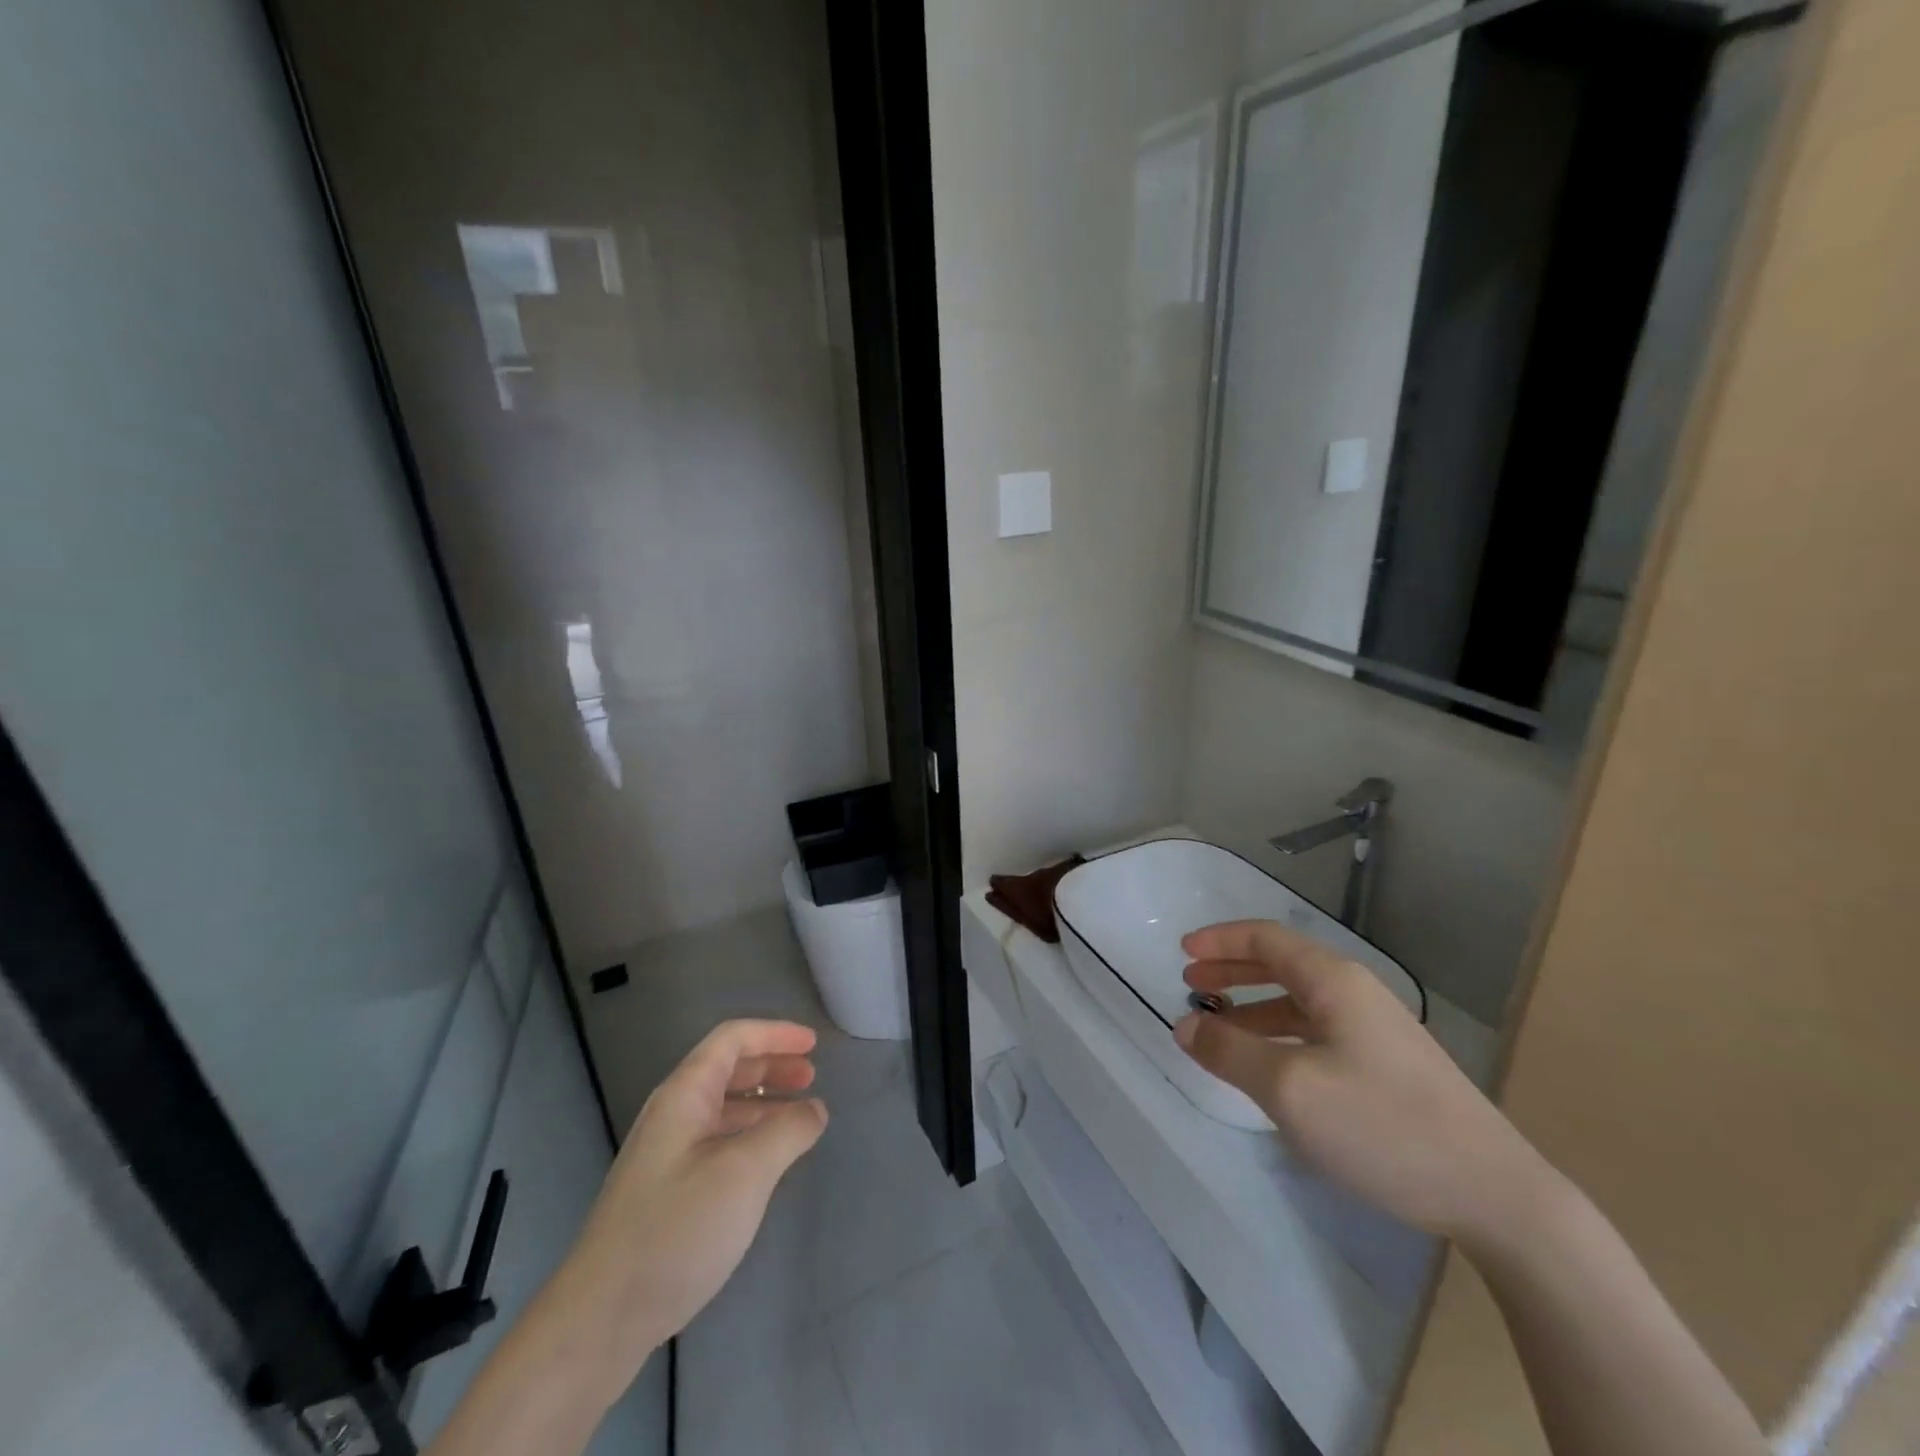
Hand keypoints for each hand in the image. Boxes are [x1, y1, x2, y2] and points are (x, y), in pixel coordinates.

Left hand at [548, 1020, 827, 1384]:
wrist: (601, 1320)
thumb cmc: (676, 1230)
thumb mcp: (745, 1173)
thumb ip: (787, 1131)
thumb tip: (814, 1109)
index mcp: (684, 1095)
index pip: (733, 1039)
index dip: (775, 1033)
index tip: (814, 1044)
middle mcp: (673, 1114)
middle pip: (728, 1068)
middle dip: (772, 1065)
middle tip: (812, 1077)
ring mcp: (666, 1154)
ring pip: (723, 1107)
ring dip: (764, 1102)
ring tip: (800, 1117)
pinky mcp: (666, 1191)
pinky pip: (717, 1141)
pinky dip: (750, 1135)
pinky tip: (768, 1161)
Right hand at [1174, 920, 1548, 1241]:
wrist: (1496, 1195)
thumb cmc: (1383, 1125)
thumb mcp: (1289, 1088)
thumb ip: (1229, 1051)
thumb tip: (1185, 1026)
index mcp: (1334, 982)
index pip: (1266, 938)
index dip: (1220, 940)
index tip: (1181, 952)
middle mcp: (1356, 994)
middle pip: (1281, 965)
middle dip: (1232, 970)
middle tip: (1191, 985)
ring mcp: (1377, 1032)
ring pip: (1298, 1003)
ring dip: (1252, 1007)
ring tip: (1217, 1029)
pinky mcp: (1388, 1068)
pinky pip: (1317, 1034)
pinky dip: (1280, 1036)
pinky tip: (1268, 1067)